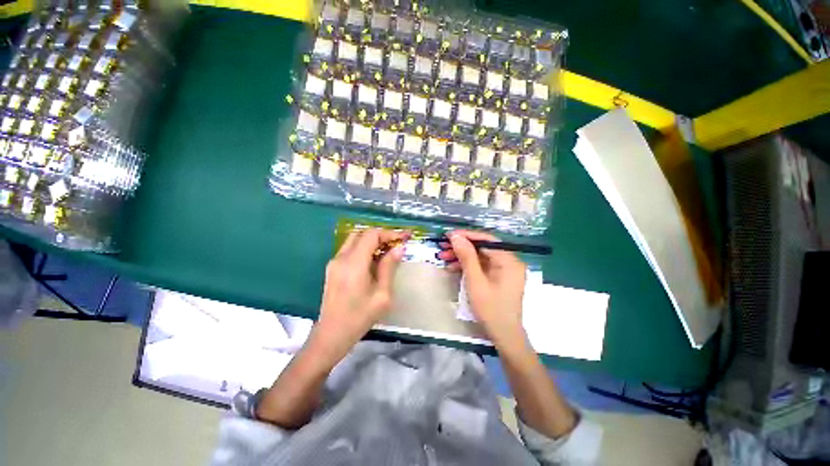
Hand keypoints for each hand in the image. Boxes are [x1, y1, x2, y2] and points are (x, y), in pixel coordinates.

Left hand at [317, 228, 409, 348]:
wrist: (332, 334)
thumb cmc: (360, 317)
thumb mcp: (382, 294)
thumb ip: (389, 267)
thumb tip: (398, 248)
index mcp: (354, 263)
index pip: (371, 235)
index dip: (389, 233)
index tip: (404, 238)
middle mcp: (341, 258)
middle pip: (362, 233)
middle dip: (381, 235)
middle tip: (396, 243)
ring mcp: (334, 262)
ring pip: (354, 239)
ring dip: (372, 241)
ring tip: (387, 250)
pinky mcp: (332, 268)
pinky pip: (350, 249)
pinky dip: (364, 248)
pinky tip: (374, 260)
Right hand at [438, 230, 526, 343]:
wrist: (504, 336)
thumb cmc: (491, 309)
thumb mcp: (475, 281)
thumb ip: (466, 256)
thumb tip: (456, 236)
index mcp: (508, 260)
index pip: (486, 240)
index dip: (466, 235)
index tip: (448, 235)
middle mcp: (509, 261)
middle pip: (482, 247)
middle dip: (461, 247)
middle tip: (443, 247)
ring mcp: (504, 270)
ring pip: (480, 256)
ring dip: (462, 256)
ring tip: (443, 257)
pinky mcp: (498, 277)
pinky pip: (482, 266)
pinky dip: (468, 266)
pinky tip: (453, 267)